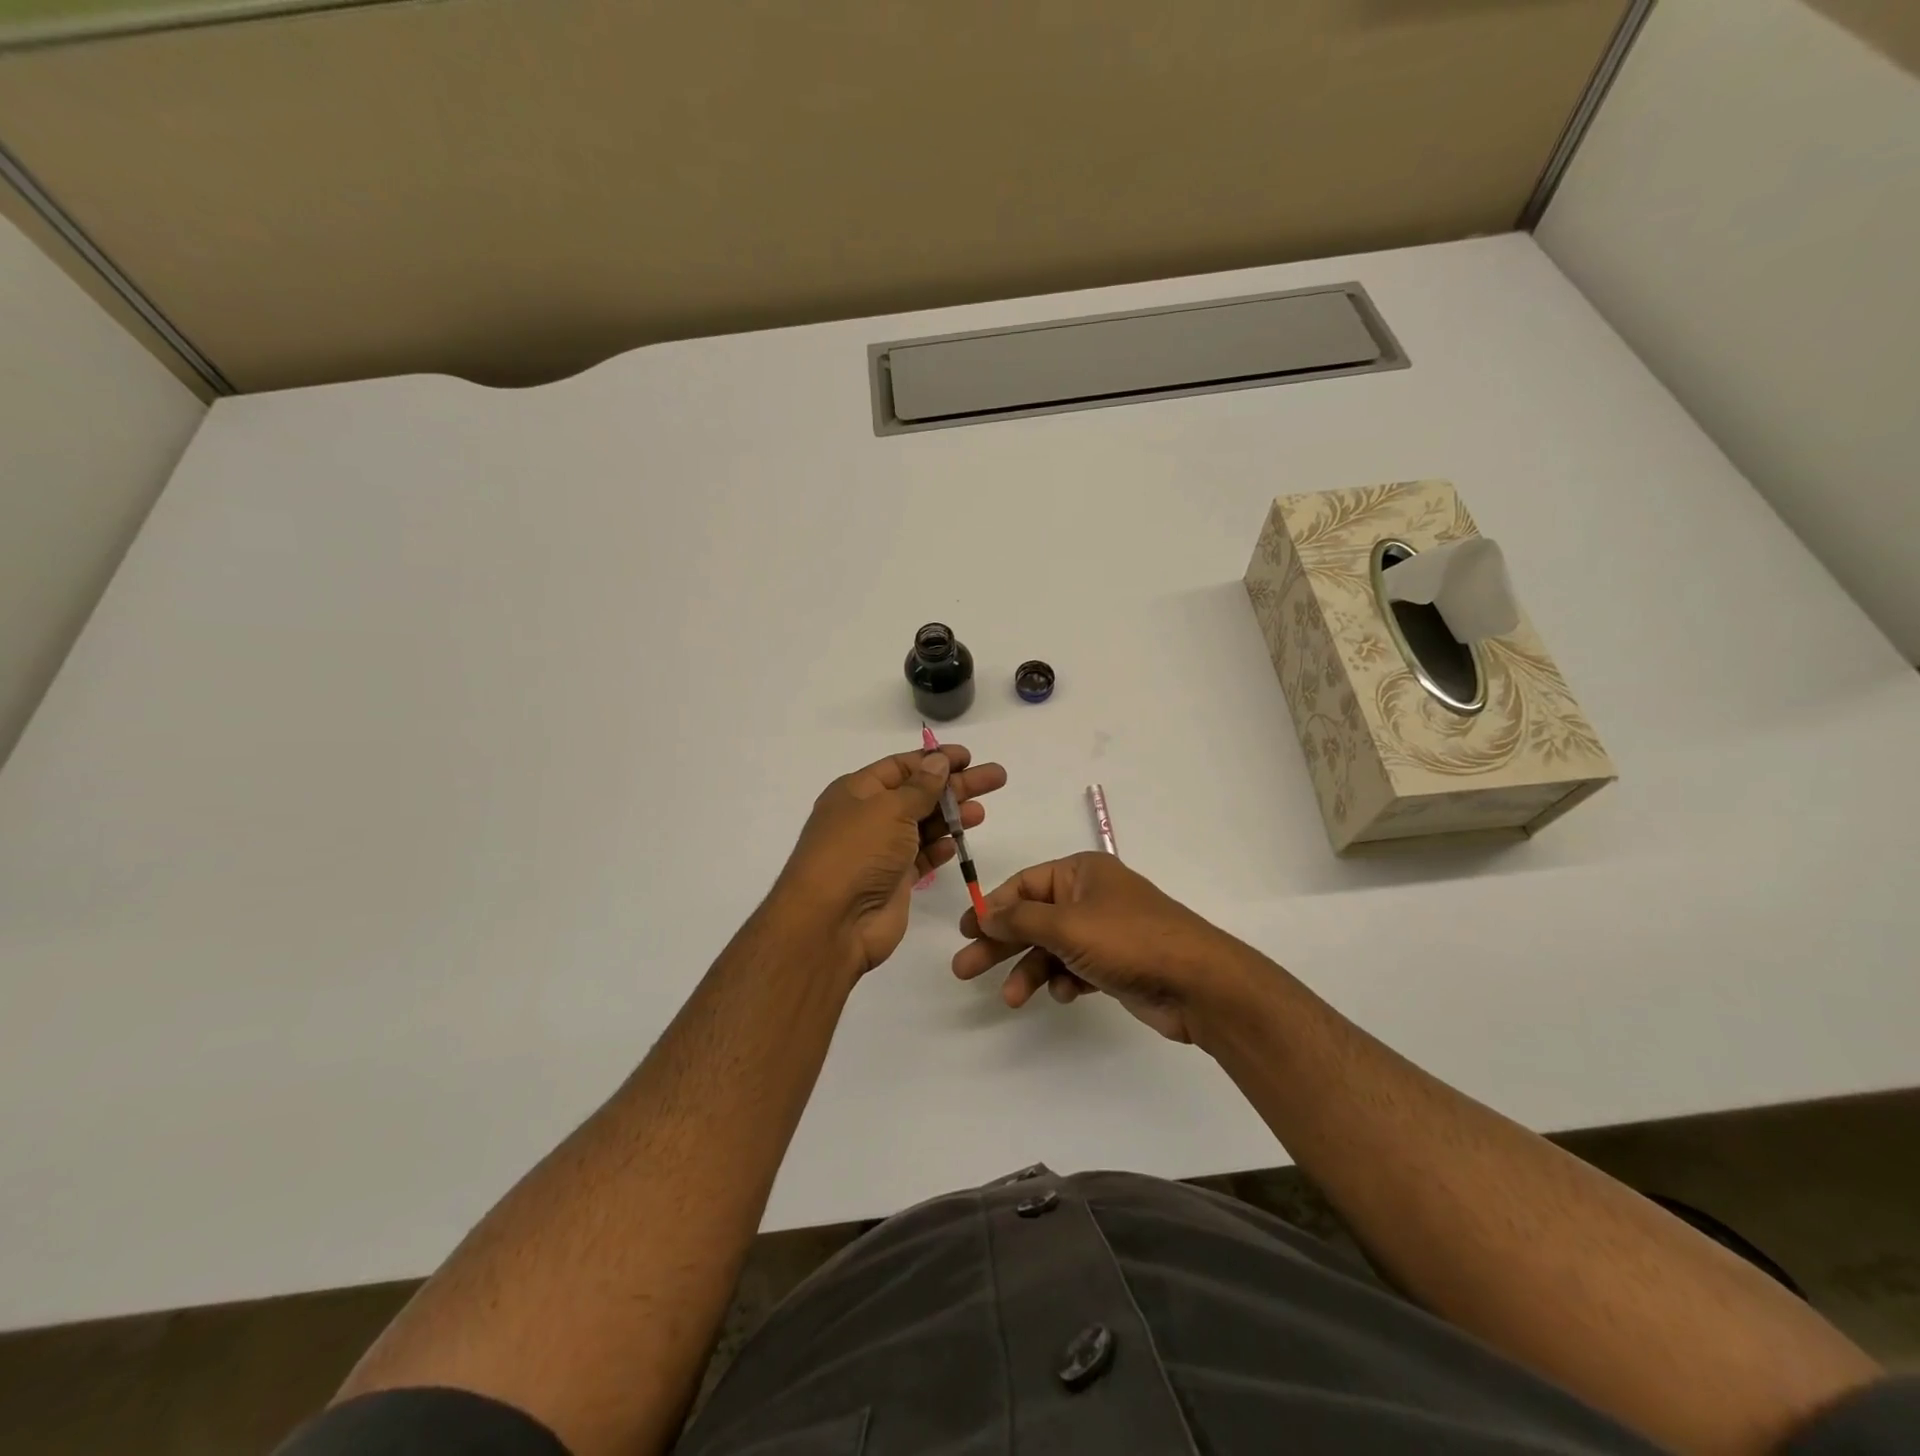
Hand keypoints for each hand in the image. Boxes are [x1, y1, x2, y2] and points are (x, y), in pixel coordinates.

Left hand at [775, 745, 1006, 979]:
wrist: (832, 922)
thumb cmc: (857, 852)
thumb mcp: (889, 809)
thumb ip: (920, 787)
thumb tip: (938, 761)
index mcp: (857, 791)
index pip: (901, 766)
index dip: (934, 760)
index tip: (968, 757)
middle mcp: (868, 817)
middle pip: (919, 793)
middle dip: (956, 785)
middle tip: (996, 778)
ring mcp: (881, 851)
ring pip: (923, 826)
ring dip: (952, 816)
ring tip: (982, 812)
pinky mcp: (894, 882)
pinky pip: (921, 858)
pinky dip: (939, 848)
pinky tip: (957, 843)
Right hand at [953, 852, 1258, 1043]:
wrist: (1197, 983)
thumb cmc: (1128, 940)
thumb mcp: (1067, 925)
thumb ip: (1020, 920)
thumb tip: (984, 914)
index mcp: (1081, 872)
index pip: (1024, 884)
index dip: (993, 907)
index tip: (966, 931)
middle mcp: (1090, 896)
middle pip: (1033, 918)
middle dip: (1001, 944)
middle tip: (965, 970)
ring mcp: (1104, 932)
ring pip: (1052, 948)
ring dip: (1030, 971)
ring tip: (1013, 999)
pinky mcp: (1115, 964)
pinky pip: (1075, 968)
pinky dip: (1064, 981)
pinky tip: (1065, 994)